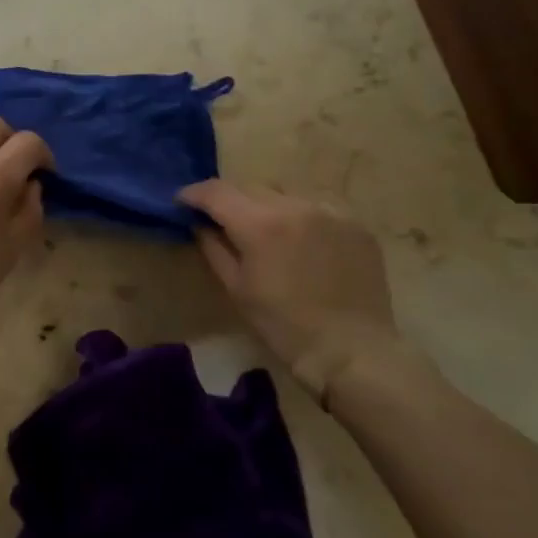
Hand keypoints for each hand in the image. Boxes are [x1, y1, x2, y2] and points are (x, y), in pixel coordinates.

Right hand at [177, 180, 415, 404]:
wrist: (351, 350)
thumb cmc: (283, 326)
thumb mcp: (237, 289)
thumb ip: (214, 249)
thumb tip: (200, 225)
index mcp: (260, 225)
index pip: (217, 192)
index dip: (194, 193)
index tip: (182, 201)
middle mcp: (295, 205)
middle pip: (250, 187)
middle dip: (229, 200)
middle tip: (220, 219)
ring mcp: (330, 211)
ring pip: (284, 192)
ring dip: (266, 205)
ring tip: (264, 229)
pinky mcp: (355, 223)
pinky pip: (317, 205)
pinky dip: (299, 214)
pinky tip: (300, 239)